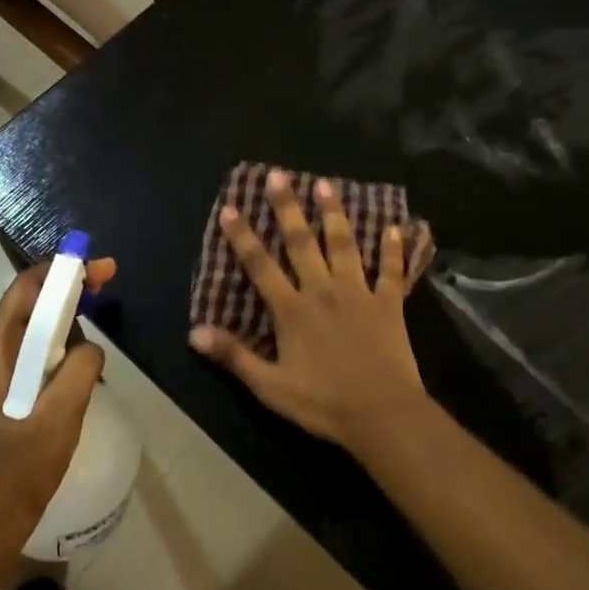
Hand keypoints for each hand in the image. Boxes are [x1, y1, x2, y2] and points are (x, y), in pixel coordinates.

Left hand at [0, 258, 115, 549]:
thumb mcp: (59, 416)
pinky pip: (33, 358)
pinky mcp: (1, 395)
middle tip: (107, 286)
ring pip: (33, 332)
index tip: (100, 268)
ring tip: (96, 336)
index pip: (26, 289)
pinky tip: (81, 371)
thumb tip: (91, 347)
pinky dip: (59, 352)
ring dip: (66, 325)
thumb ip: (81, 369)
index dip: (64, 270)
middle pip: (30, 305)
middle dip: (69, 292)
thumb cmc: (17, 470)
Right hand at [189, 171, 429, 454]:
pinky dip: (393, 249)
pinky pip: (391, 271)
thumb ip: (234, 356)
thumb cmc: (323, 403)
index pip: (260, 265)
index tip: (230, 206)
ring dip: (334, 213)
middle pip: (301, 242)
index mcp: (292, 310)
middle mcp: (323, 290)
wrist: (383, 414)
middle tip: (279, 175)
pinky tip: (394, 226)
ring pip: (344, 245)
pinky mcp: (389, 304)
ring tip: (326, 184)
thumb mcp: (270, 387)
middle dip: (287, 207)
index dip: (243, 236)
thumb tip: (194, 332)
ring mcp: (359, 293)